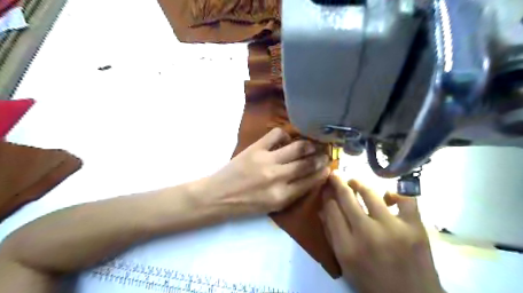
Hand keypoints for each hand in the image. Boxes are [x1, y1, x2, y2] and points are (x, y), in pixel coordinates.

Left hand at [201, 128, 327, 215]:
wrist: (218, 196)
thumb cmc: (246, 205)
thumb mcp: (272, 207)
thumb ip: (292, 193)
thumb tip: (310, 178)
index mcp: (282, 196)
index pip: (310, 181)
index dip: (322, 173)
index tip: (328, 167)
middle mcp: (278, 178)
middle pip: (307, 163)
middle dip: (321, 157)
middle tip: (326, 153)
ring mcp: (267, 161)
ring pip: (297, 147)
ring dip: (309, 145)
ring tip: (313, 144)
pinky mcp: (256, 148)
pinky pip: (277, 135)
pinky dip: (286, 135)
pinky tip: (287, 139)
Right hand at [321, 175, 442, 292]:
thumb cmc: (372, 283)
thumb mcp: (345, 264)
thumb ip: (331, 236)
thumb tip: (322, 210)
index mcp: (347, 247)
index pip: (331, 209)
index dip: (327, 195)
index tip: (326, 188)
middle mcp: (366, 234)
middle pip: (347, 198)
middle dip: (338, 182)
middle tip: (335, 174)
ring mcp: (392, 228)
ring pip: (370, 193)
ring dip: (359, 184)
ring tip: (354, 181)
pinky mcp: (415, 227)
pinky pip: (405, 199)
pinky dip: (395, 194)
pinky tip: (388, 196)